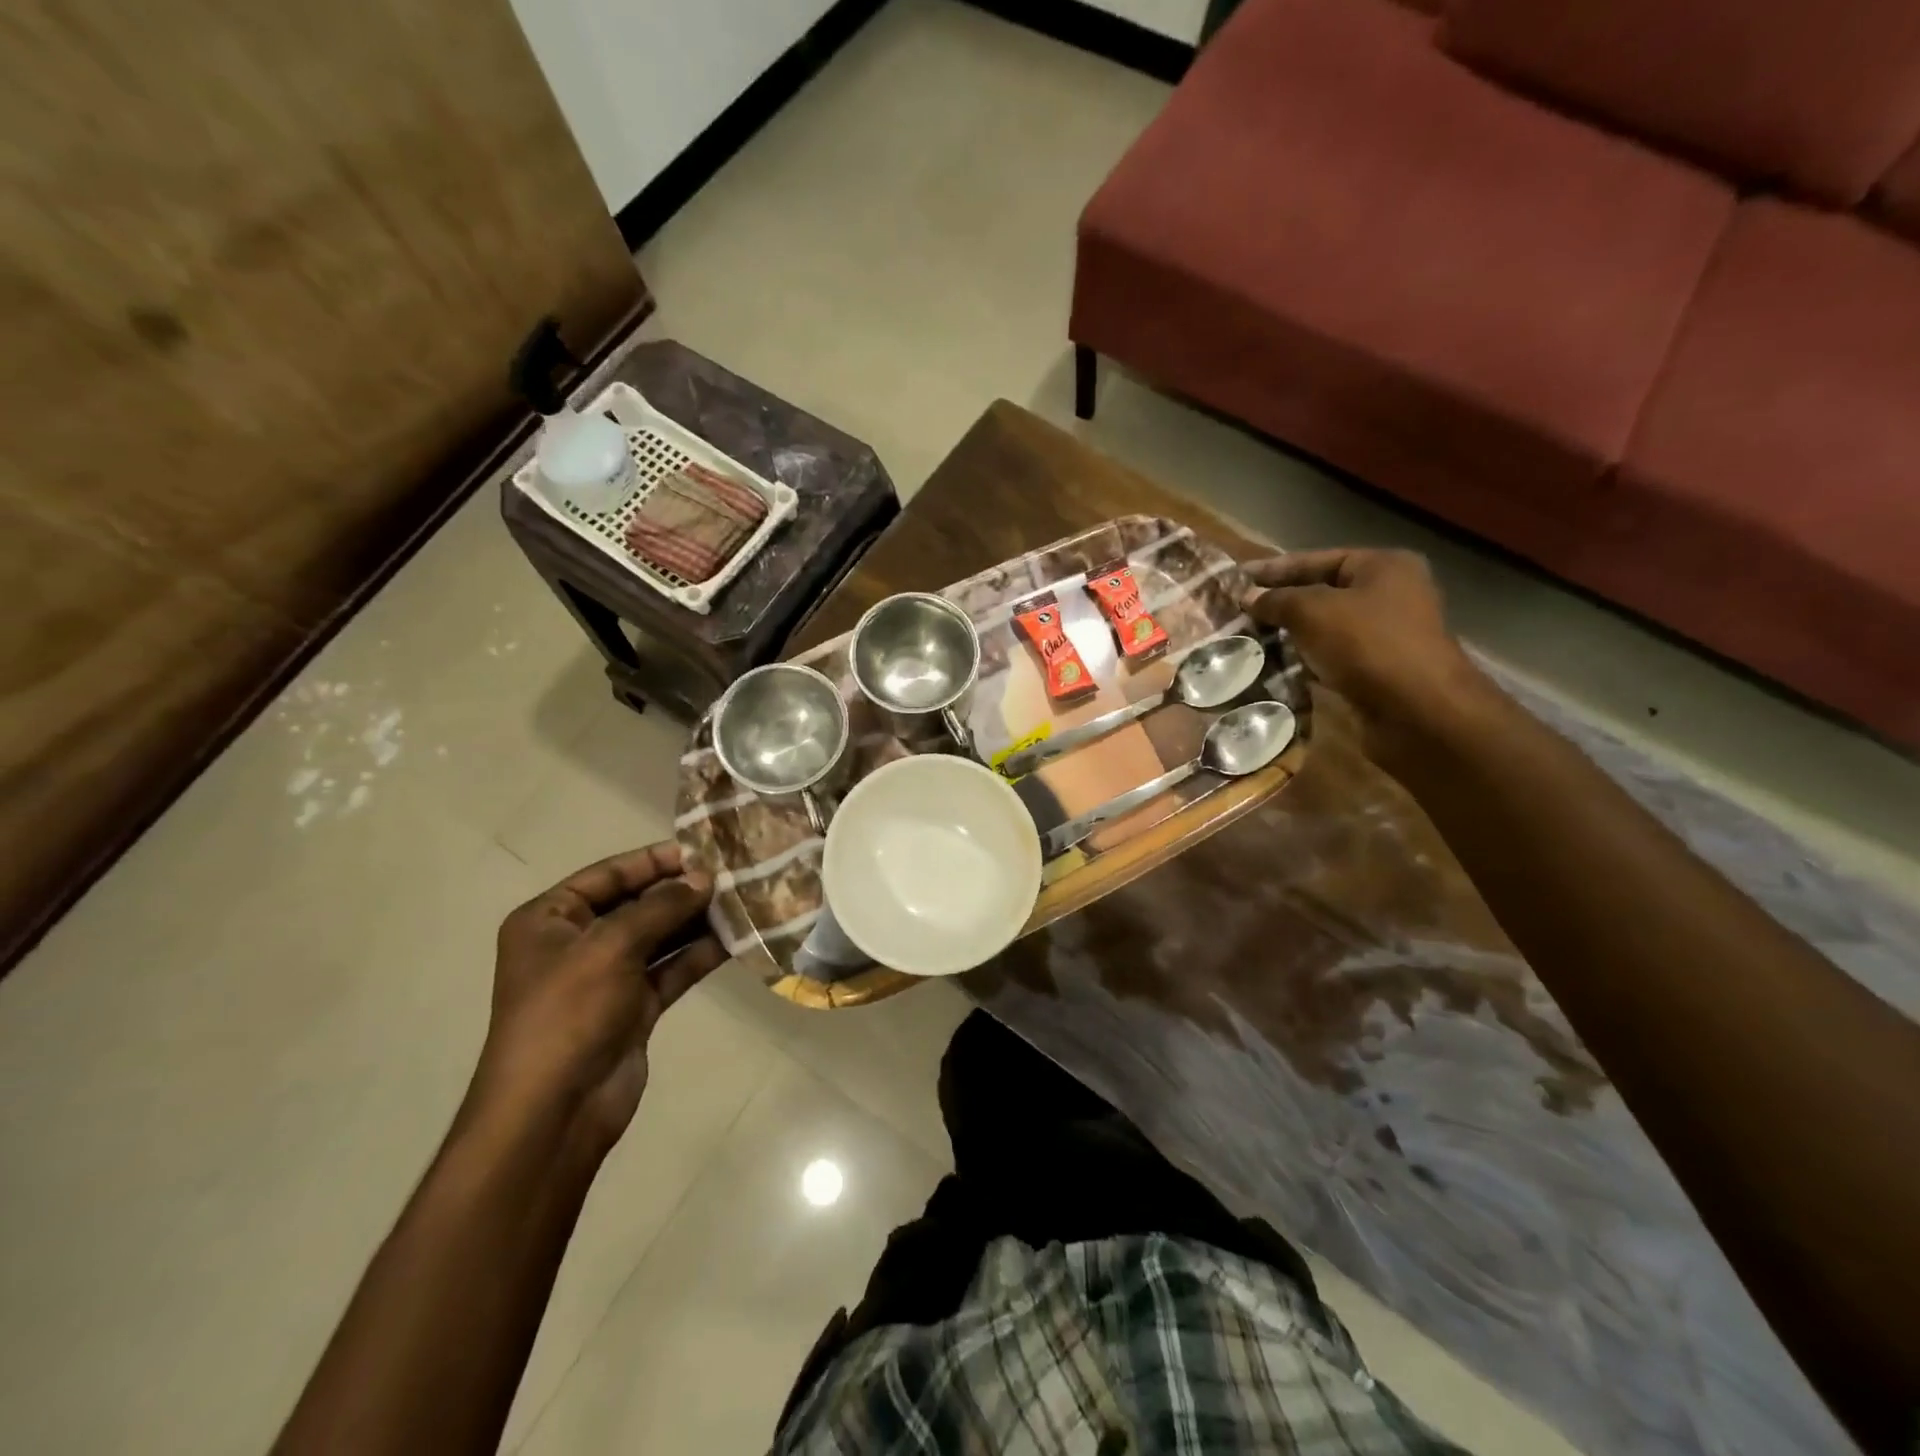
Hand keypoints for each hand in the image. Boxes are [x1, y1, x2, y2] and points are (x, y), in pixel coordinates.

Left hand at [470, 843, 724, 1155]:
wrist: (554, 1112)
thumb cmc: (569, 1014)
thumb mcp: (611, 947)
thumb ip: (661, 907)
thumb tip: (704, 878)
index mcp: (550, 920)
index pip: (609, 875)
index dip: (655, 860)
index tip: (704, 850)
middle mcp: (577, 943)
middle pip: (638, 904)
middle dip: (683, 891)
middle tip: (733, 875)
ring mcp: (607, 977)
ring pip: (660, 937)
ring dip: (697, 921)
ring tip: (743, 900)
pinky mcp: (634, 1007)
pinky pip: (671, 969)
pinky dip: (700, 954)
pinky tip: (736, 938)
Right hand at [1240, 548, 1490, 761]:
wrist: (1417, 711)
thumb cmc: (1367, 645)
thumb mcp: (1312, 611)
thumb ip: (1277, 600)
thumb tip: (1248, 596)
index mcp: (1383, 566)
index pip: (1317, 559)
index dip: (1274, 569)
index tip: (1236, 579)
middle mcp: (1390, 594)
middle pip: (1322, 593)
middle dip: (1280, 604)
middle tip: (1238, 612)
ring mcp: (1386, 634)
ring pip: (1325, 628)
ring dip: (1289, 635)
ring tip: (1248, 639)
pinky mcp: (1378, 670)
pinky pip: (1332, 657)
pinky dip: (1305, 661)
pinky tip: (1274, 667)